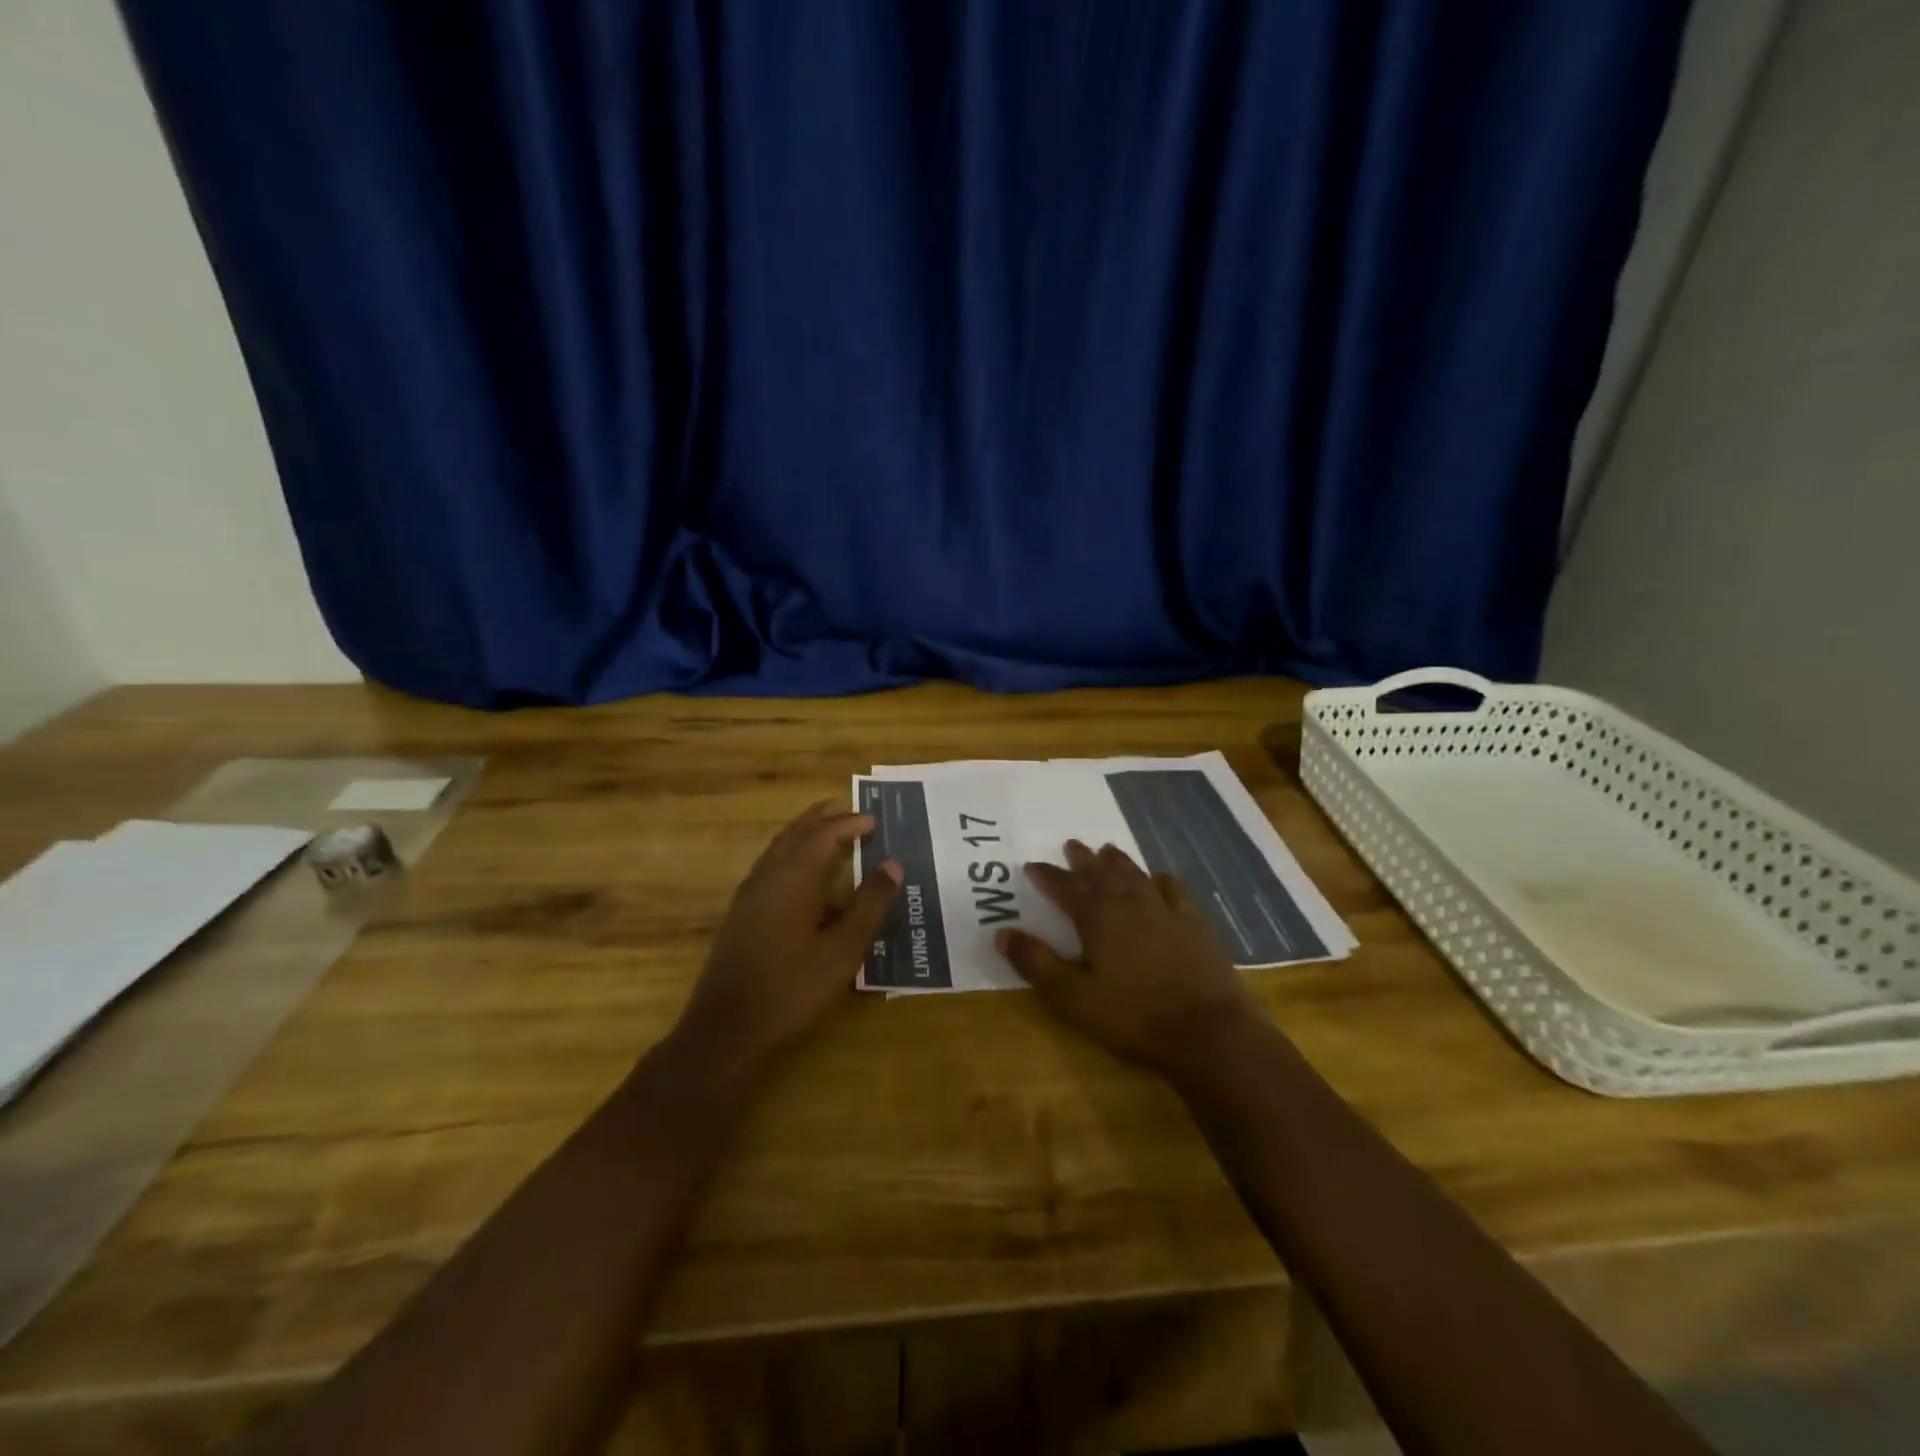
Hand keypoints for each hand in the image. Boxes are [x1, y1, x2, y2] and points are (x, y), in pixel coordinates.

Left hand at [673, 801, 900, 1081]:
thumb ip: (869, 905)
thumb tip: (893, 865)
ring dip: (804, 834)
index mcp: (792, 879)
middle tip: (847, 807)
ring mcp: (749, 896)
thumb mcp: (842, 951)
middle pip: (795, 834)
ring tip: (827, 829)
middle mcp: (767, 877)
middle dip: (821, 818)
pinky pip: (770, 866)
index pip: (822, 837)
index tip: (873, 821)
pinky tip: (802, 873)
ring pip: (778, 849)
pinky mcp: (741, 915)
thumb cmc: (791, 990)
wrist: (725, 1031)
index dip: (848, 825)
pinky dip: (791, 854)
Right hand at [995, 840, 1260, 1080]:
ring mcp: (1166, 910)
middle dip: (1083, 860)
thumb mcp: (1073, 998)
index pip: (1065, 888)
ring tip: (1107, 849)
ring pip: (1136, 876)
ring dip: (1118, 862)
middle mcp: (1129, 904)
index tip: (1032, 865)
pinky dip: (1162, 879)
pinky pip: (1174, 890)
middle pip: (1101, 874)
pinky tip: (1161, 876)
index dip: (1047, 876)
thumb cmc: (1133, 1016)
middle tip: (1071, 844)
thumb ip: (1036, 963)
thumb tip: (1002, 932)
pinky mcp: (1195, 924)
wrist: (1208, 1031)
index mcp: (1097, 918)